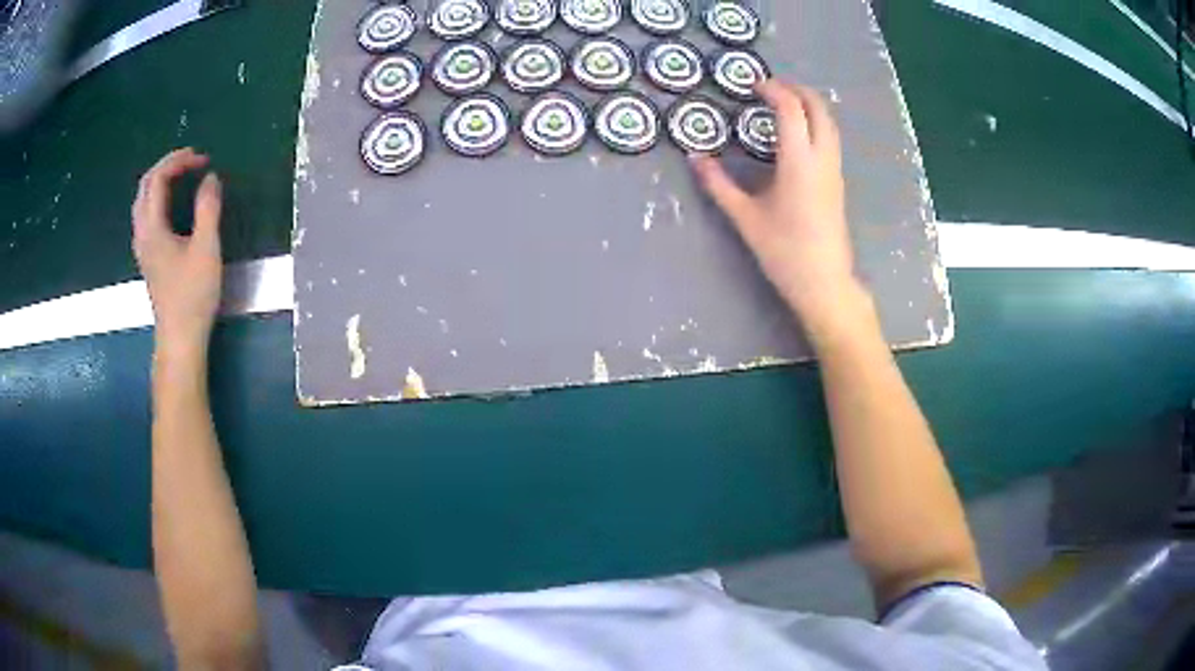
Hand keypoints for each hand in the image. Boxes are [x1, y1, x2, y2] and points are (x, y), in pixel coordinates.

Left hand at [132, 148, 223, 354]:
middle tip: (191, 161)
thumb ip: (208, 208)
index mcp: (153, 228)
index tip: (203, 160)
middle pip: (145, 186)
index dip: (179, 161)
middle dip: (167, 165)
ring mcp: (142, 247)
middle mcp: (142, 233)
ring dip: (160, 181)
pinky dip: (158, 198)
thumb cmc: (193, 295)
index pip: (157, 179)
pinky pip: (145, 215)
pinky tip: (171, 204)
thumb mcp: (207, 248)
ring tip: (182, 176)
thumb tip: (210, 178)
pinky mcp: (147, 258)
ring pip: (142, 201)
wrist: (179, 338)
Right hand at [692, 80, 866, 334]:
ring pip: (829, 122)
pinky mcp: (838, 181)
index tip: (752, 85)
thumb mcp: (745, 217)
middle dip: (796, 89)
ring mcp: (835, 170)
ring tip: (783, 103)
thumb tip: (694, 158)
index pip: (791, 109)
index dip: (773, 90)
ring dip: (809, 104)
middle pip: (818, 107)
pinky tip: (797, 132)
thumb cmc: (784, 251)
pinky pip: (830, 138)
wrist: (824, 283)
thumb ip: (718, 184)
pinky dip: (815, 121)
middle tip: (770, 86)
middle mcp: (822, 158)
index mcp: (799, 161)